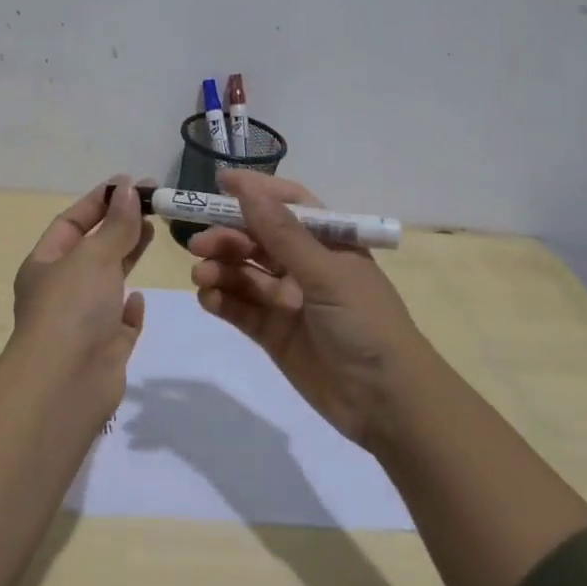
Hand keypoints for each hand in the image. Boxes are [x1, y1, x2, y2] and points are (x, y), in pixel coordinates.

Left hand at [12, 176, 153, 387]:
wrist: (66, 383)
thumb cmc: (72, 308)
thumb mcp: (94, 255)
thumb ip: (116, 224)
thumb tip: (128, 188)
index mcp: (44, 265)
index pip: (71, 221)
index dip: (99, 201)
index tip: (131, 184)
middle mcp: (60, 291)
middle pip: (92, 249)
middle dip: (118, 225)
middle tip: (152, 204)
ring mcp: (82, 322)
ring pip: (107, 283)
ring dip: (127, 258)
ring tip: (153, 233)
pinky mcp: (104, 350)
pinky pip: (118, 323)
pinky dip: (129, 309)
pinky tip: (140, 299)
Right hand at [188, 170, 429, 450]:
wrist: (387, 402)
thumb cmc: (365, 323)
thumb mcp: (326, 273)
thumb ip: (282, 233)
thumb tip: (247, 188)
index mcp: (328, 243)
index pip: (288, 205)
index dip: (256, 192)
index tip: (219, 182)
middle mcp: (306, 266)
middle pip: (258, 240)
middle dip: (228, 237)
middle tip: (199, 244)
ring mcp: (288, 301)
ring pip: (245, 274)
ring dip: (220, 269)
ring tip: (201, 275)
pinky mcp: (273, 334)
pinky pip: (241, 309)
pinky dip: (222, 300)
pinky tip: (208, 298)